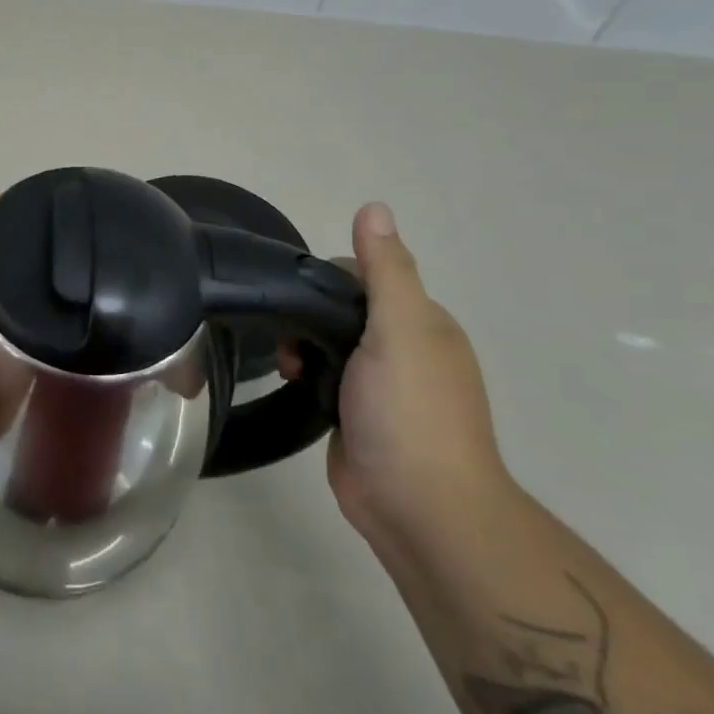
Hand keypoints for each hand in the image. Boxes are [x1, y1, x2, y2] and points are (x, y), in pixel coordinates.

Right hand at [319, 202, 510, 544]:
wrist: (417, 507)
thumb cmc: (410, 411)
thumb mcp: (400, 329)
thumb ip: (385, 269)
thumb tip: (374, 206)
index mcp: (422, 322)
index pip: (366, 275)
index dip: (329, 279)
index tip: (300, 298)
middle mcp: (404, 348)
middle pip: (343, 309)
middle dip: (309, 316)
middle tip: (291, 340)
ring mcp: (380, 386)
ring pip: (329, 344)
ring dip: (304, 347)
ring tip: (291, 369)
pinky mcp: (356, 415)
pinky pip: (325, 378)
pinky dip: (307, 376)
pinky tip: (294, 384)